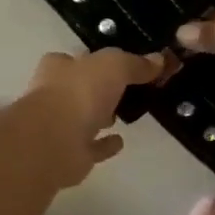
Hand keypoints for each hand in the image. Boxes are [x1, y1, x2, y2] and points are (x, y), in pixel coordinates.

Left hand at [21, 48, 168, 186]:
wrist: (54, 142)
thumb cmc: (79, 93)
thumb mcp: (114, 66)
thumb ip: (135, 63)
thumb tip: (159, 60)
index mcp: (58, 68)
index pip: (77, 59)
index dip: (97, 60)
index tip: (121, 64)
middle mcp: (54, 95)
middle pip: (81, 88)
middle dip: (99, 89)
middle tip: (129, 88)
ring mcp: (60, 127)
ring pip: (84, 118)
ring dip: (101, 116)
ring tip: (126, 113)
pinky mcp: (70, 155)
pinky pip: (92, 147)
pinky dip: (105, 145)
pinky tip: (120, 142)